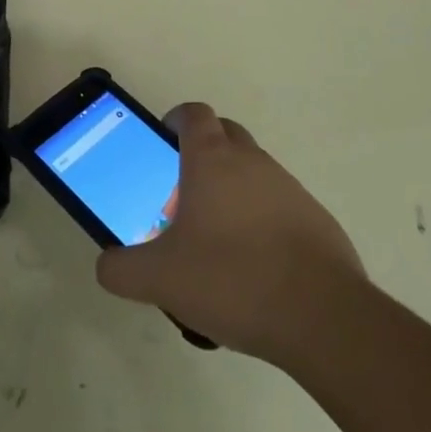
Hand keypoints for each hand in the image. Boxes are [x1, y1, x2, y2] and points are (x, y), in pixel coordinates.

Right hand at [95, 103, 366, 364]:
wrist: (323, 318)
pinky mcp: (317, 220)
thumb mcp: (159, 279)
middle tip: (183, 192)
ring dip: (233, 189)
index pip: (193, 114)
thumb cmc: (231, 278)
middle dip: (203, 151)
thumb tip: (107, 265)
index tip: (163, 141)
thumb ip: (121, 269)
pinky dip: (262, 220)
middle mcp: (252, 162)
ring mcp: (289, 188)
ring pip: (253, 171)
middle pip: (225, 134)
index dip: (175, 120)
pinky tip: (254, 267)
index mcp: (211, 160)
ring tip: (216, 239)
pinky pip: (280, 205)